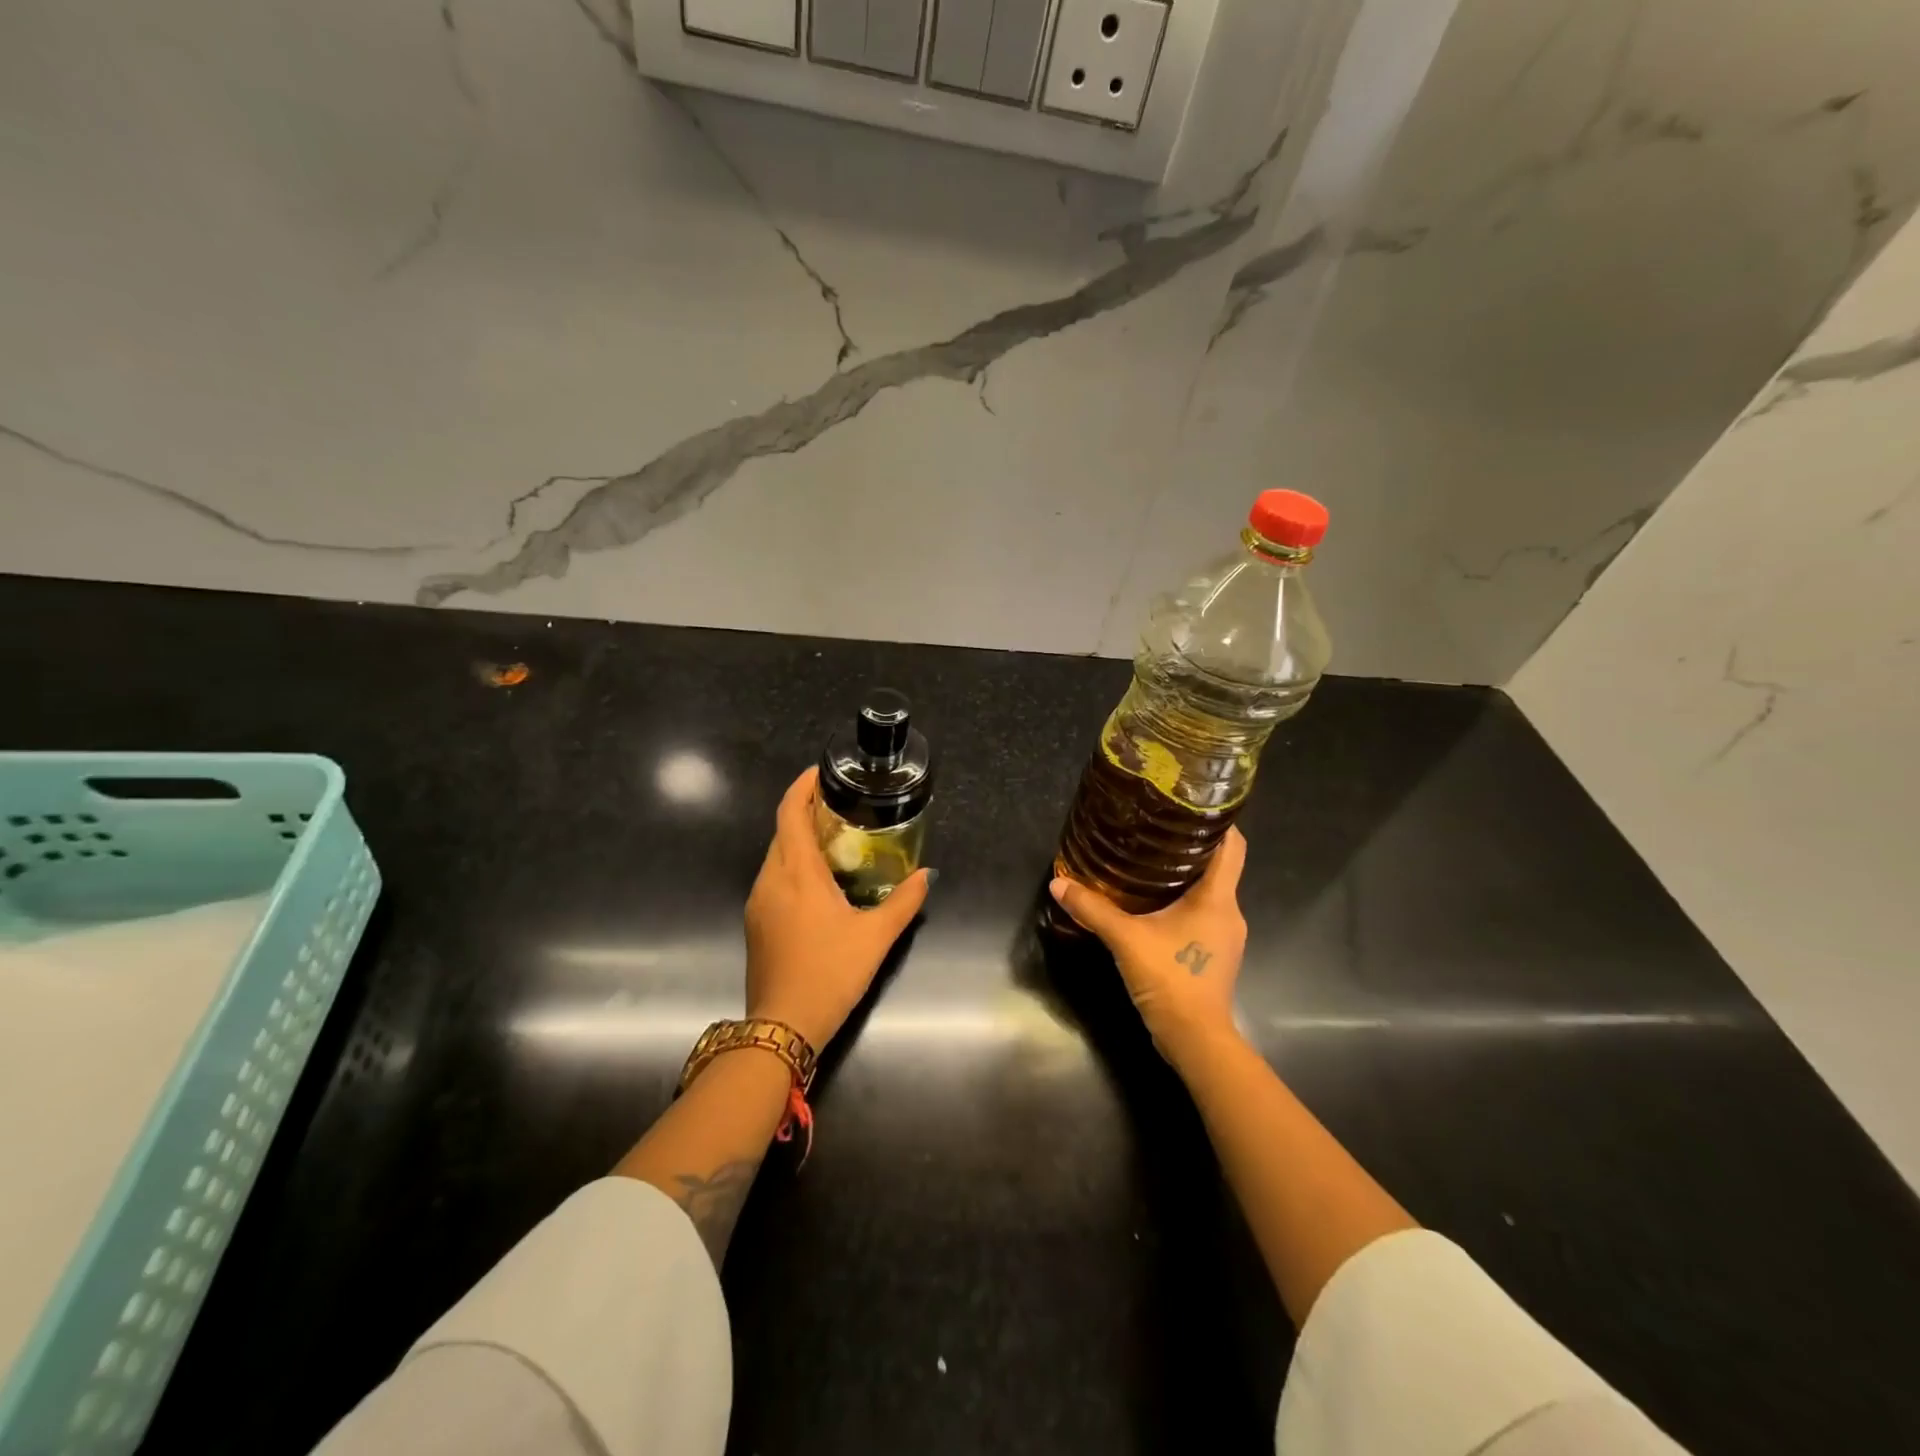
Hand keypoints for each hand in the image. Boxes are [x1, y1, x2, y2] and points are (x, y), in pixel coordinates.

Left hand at [745, 766, 932, 1048]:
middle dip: (805, 812)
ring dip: (798, 840)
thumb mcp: (876, 937)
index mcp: (797, 873)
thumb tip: (926, 875)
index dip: (802, 787)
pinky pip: (772, 879)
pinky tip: (816, 881)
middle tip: (839, 807)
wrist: (782, 1027)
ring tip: (832, 839)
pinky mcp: (755, 923)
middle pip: (781, 832)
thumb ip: (904, 901)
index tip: (820, 773)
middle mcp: (771, 880)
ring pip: (775, 856)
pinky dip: (792, 865)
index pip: (790, 814)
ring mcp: (758, 903)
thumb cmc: (830, 973)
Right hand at [1049, 827, 1248, 1067]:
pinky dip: (1184, 901)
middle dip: (1191, 846)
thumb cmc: (1170, 979)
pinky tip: (1154, 903)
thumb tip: (1058, 884)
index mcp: (1218, 898)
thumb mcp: (1125, 939)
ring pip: (1210, 891)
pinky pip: (1204, 913)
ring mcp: (1226, 935)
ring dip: (1186, 875)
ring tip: (1150, 861)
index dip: (1217, 821)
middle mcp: (1230, 911)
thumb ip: (1093, 909)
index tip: (1189, 805)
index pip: (1232, 846)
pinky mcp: (1215, 953)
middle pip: (1219, 866)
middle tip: (1155, 829)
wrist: (1195, 1040)